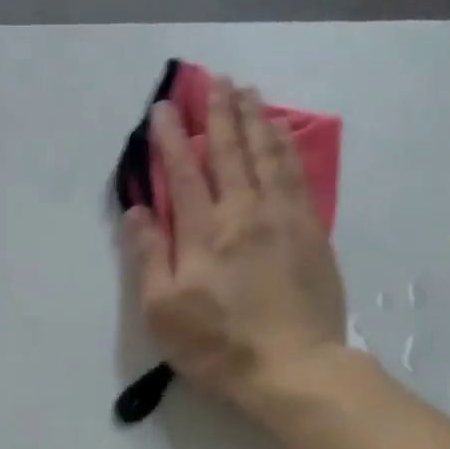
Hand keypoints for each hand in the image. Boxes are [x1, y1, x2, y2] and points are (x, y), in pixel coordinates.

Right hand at [128, 77, 347, 416]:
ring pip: (268, 154)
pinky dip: (288, 147)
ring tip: (249, 91)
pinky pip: (298, 176)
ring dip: (256, 119)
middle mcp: (245, 212)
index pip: (184, 172)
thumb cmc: (219, 346)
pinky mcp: (312, 233)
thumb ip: (150, 257)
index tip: (164, 108)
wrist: (293, 368)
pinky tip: (284, 133)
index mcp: (205, 232)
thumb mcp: (164, 312)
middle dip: (219, 113)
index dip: (172, 139)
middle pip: (231, 151)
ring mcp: (284, 219)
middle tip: (214, 80)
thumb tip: (137, 211)